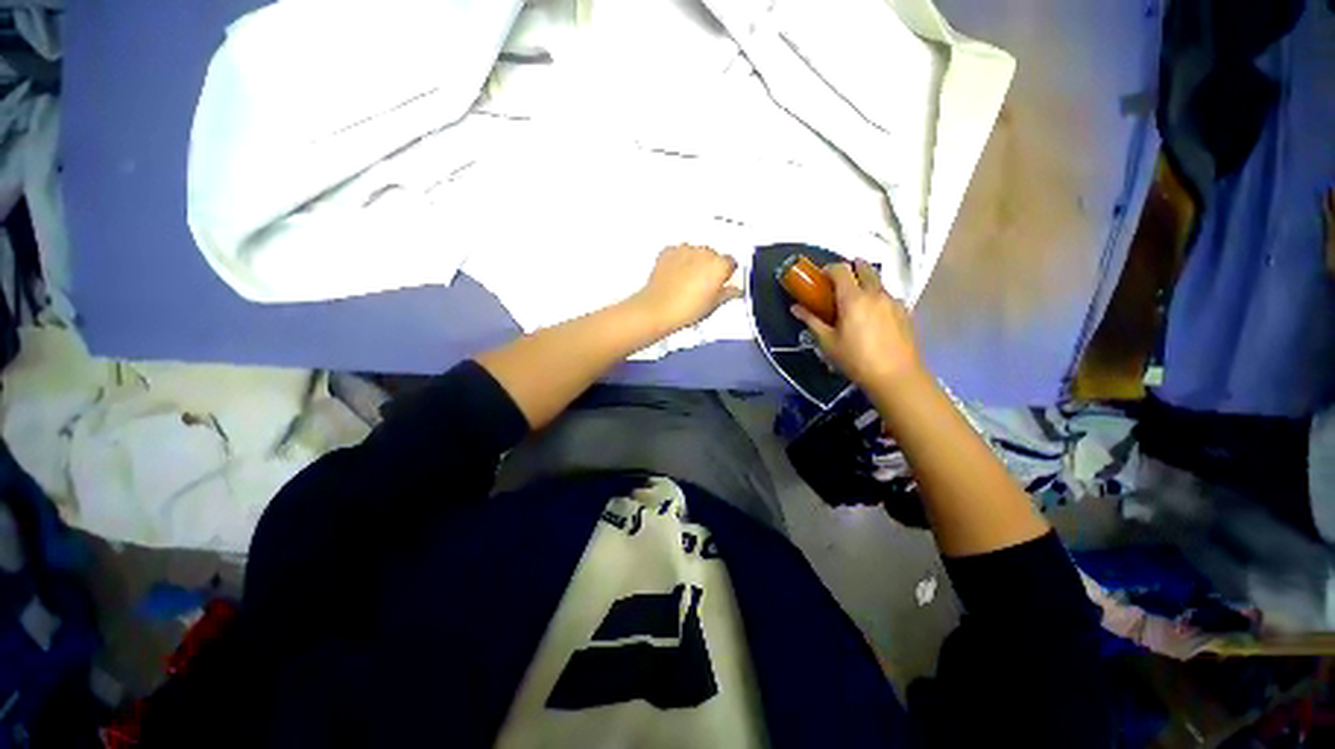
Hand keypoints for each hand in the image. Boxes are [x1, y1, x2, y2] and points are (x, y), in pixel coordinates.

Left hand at [633, 244, 742, 331]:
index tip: (723, 282)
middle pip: (713, 255)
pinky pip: (677, 253)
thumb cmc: (686, 309)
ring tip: (688, 282)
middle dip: (710, 267)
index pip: (731, 262)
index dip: (727, 273)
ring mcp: (684, 250)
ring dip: (694, 262)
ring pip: (695, 252)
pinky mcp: (668, 252)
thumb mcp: (713, 306)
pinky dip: (678, 261)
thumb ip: (728, 294)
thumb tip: (735, 290)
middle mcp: (703, 252)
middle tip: (704, 286)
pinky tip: (676, 276)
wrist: (658, 309)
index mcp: (719, 265)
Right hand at [790, 260, 923, 389]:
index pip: (840, 269)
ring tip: (855, 303)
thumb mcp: (828, 342)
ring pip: (878, 282)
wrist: (896, 376)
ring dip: (864, 283)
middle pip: (864, 267)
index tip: (820, 278)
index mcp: (853, 298)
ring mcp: (893, 301)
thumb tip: (795, 308)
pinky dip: (877, 298)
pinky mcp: (905, 311)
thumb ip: (811, 321)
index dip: (828, 269)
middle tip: (838, 284)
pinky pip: (888, 296)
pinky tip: (872, 318)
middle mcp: (875, 293)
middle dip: (851, 268)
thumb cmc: (855, 359)